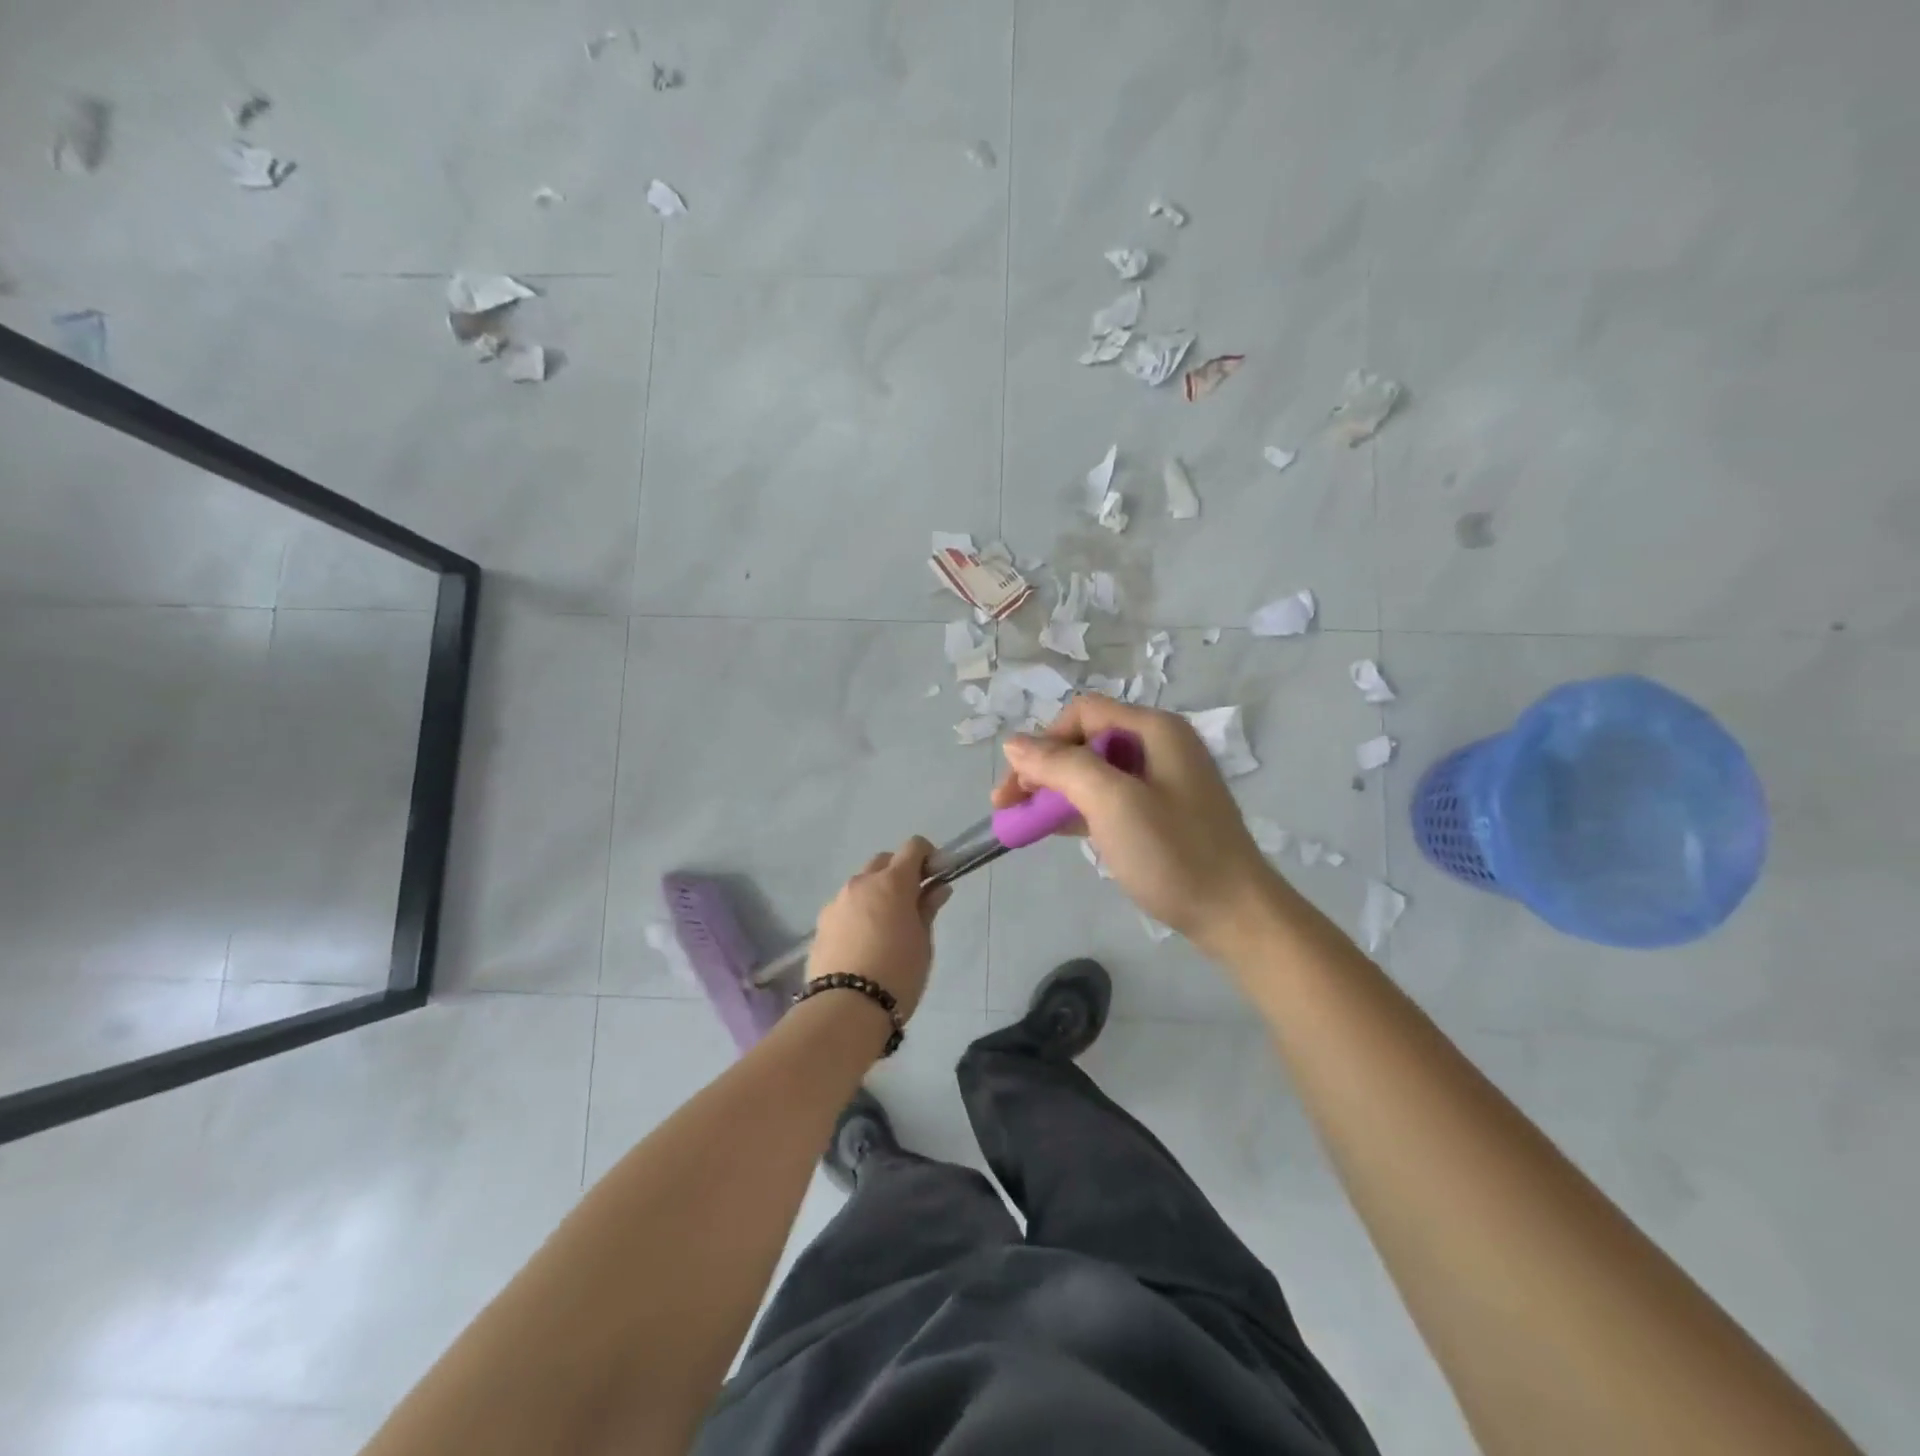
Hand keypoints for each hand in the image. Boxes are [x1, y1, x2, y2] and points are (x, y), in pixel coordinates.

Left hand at [806, 837, 951, 1021]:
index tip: (934, 877)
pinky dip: (857, 914)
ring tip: (884, 929)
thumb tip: (937, 888)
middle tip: (912, 903)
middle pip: (884, 861)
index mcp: (892, 882)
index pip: (913, 847)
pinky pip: (845, 907)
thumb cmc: (898, 973)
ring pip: (861, 885)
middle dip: (900, 873)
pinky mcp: (821, 923)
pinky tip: (862, 944)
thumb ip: (927, 909)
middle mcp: (861, 883)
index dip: (927, 857)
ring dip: (876, 894)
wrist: (846, 1009)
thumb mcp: (922, 942)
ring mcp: (837, 902)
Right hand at [992, 696, 1283, 956]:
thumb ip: (1061, 767)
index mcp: (1154, 729)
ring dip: (1056, 793)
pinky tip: (1057, 830)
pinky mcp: (1161, 812)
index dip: (1043, 742)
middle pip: (1085, 742)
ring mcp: (1162, 780)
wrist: (1236, 915)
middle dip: (1043, 771)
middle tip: (1010, 808)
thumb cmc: (1174, 854)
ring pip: (1093, 773)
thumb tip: (1013, 744)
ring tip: (1026, 824)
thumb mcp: (1112, 803)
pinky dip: (1079, 810)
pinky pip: (1109, 798)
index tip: (1018, 786)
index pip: (1082, 714)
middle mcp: (1158, 745)